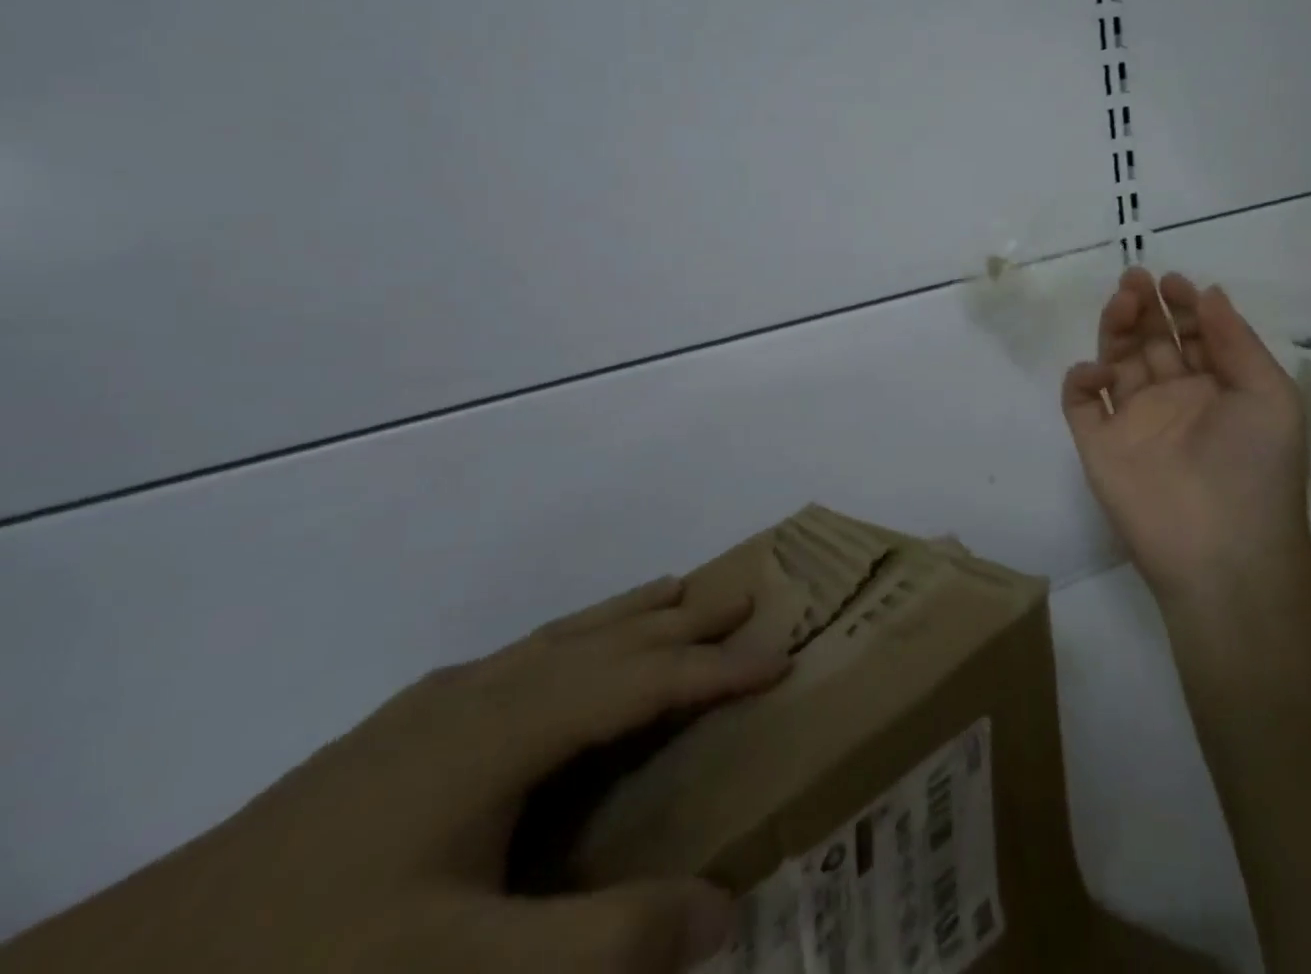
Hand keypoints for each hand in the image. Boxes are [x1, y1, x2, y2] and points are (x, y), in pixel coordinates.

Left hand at [0, 578, 788, 973]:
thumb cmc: (316, 962)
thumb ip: (602, 945)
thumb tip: (723, 911)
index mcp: (512, 726)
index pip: (645, 677)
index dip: (718, 666)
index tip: (782, 653)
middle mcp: (487, 691)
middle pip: (611, 633)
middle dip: (685, 611)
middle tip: (746, 587)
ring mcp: (440, 704)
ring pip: (565, 634)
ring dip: (631, 612)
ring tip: (677, 591)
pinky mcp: (407, 727)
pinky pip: (524, 656)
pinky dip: (573, 638)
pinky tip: (563, 656)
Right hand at [1062, 268, 1310, 606]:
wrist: (1222, 550)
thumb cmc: (1255, 467)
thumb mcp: (1269, 395)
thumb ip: (1236, 340)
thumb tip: (1209, 292)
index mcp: (1216, 389)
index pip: (1193, 335)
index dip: (1183, 306)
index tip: (1173, 281)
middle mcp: (1173, 399)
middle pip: (1151, 341)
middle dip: (1145, 307)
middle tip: (1135, 280)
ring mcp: (1133, 421)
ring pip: (1115, 361)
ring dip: (1115, 329)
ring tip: (1122, 303)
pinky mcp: (1099, 444)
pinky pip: (1081, 403)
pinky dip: (1082, 379)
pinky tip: (1100, 372)